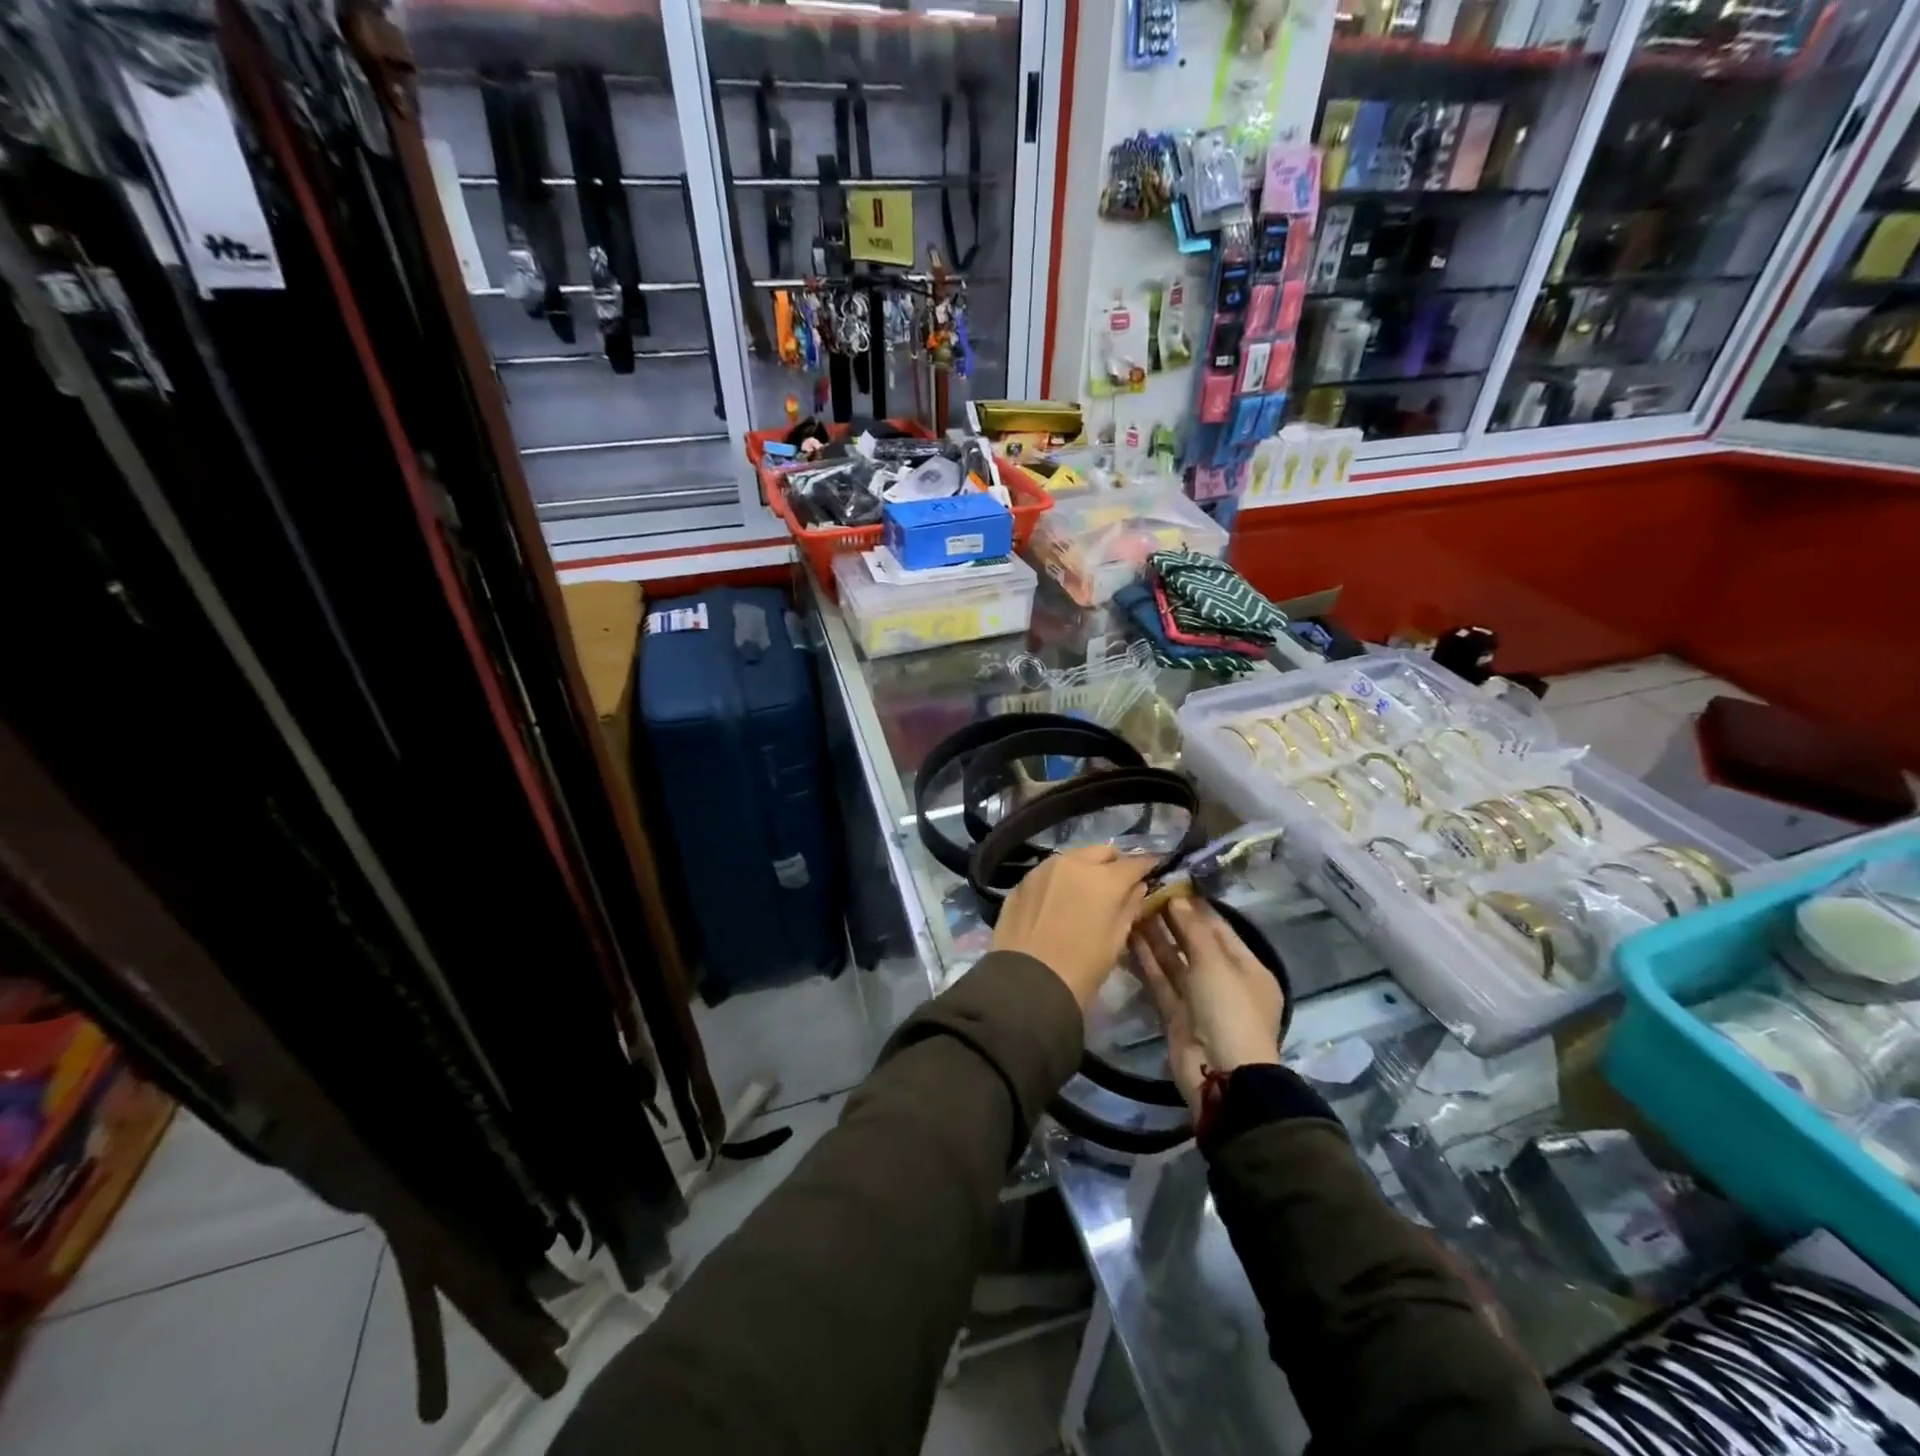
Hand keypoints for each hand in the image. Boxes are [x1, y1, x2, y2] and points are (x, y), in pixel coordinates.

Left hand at [992, 846, 1157, 1007]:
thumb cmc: (1081, 967)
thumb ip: (1130, 907)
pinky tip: (1059, 900)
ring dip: (1085, 868)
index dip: (1146, 866)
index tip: (1152, 870)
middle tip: (1118, 883)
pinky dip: (1061, 879)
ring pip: (1074, 857)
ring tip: (1086, 891)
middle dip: (1114, 863)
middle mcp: (1074, 862)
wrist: (1027, 982)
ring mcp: (1044, 868)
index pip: (1134, 862)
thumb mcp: (1116, 941)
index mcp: (1104, 878)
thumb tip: (1137, 888)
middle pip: (1103, 852)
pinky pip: (1050, 871)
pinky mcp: (1023, 880)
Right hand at [1131, 897, 1284, 1115]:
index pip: (1219, 927)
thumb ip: (1193, 929)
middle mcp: (1224, 980)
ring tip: (1131, 908)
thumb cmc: (1229, 1010)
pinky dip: (1146, 961)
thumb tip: (1177, 898)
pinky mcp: (1175, 1014)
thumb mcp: (1216, 963)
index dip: (1195, 905)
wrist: (1221, 1075)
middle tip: (1144, 892)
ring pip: (1174, 961)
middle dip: (1172, 919)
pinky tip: (1128, 937)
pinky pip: (1160, 981)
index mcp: (1247, 967)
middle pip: (1194, 943)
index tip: (1169, 883)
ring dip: (1155, 937)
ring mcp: (1199, 998)